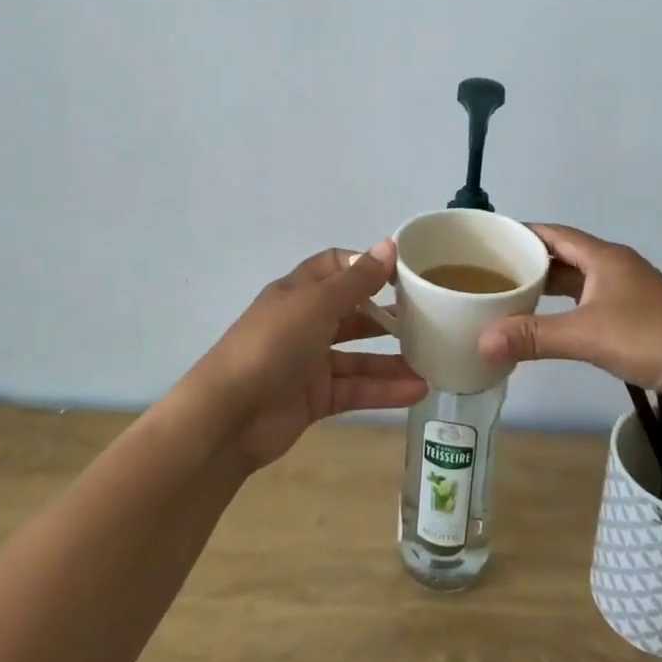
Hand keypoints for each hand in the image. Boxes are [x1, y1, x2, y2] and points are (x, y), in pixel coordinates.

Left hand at [189, 241, 426, 469]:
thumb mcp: (317, 304)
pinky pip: (356, 388)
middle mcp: (305, 322)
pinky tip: (417, 390)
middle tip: (428, 317)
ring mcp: (309, 362)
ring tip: (433, 359)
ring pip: (359, 356)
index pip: (337, 266)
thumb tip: (389, 245)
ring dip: (392, 358)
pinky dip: (384, 389)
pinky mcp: (315, 398)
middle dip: (386, 314)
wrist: (228, 416)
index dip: (367, 266)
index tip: (404, 273)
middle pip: (352, 311)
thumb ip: (357, 280)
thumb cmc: (272, 344)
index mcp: (299, 291)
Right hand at [477, 224, 661, 410]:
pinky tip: (551, 323)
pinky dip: (567, 307)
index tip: (488, 242)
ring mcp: (629, 291)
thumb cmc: (652, 339)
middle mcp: (615, 266)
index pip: (553, 233)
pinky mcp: (638, 315)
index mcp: (604, 257)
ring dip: (549, 286)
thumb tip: (482, 341)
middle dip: (529, 262)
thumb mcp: (588, 336)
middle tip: (491, 274)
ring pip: (579, 280)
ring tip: (512, 297)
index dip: (521, 234)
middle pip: (564, 255)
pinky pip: (591, 300)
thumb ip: (534, 337)